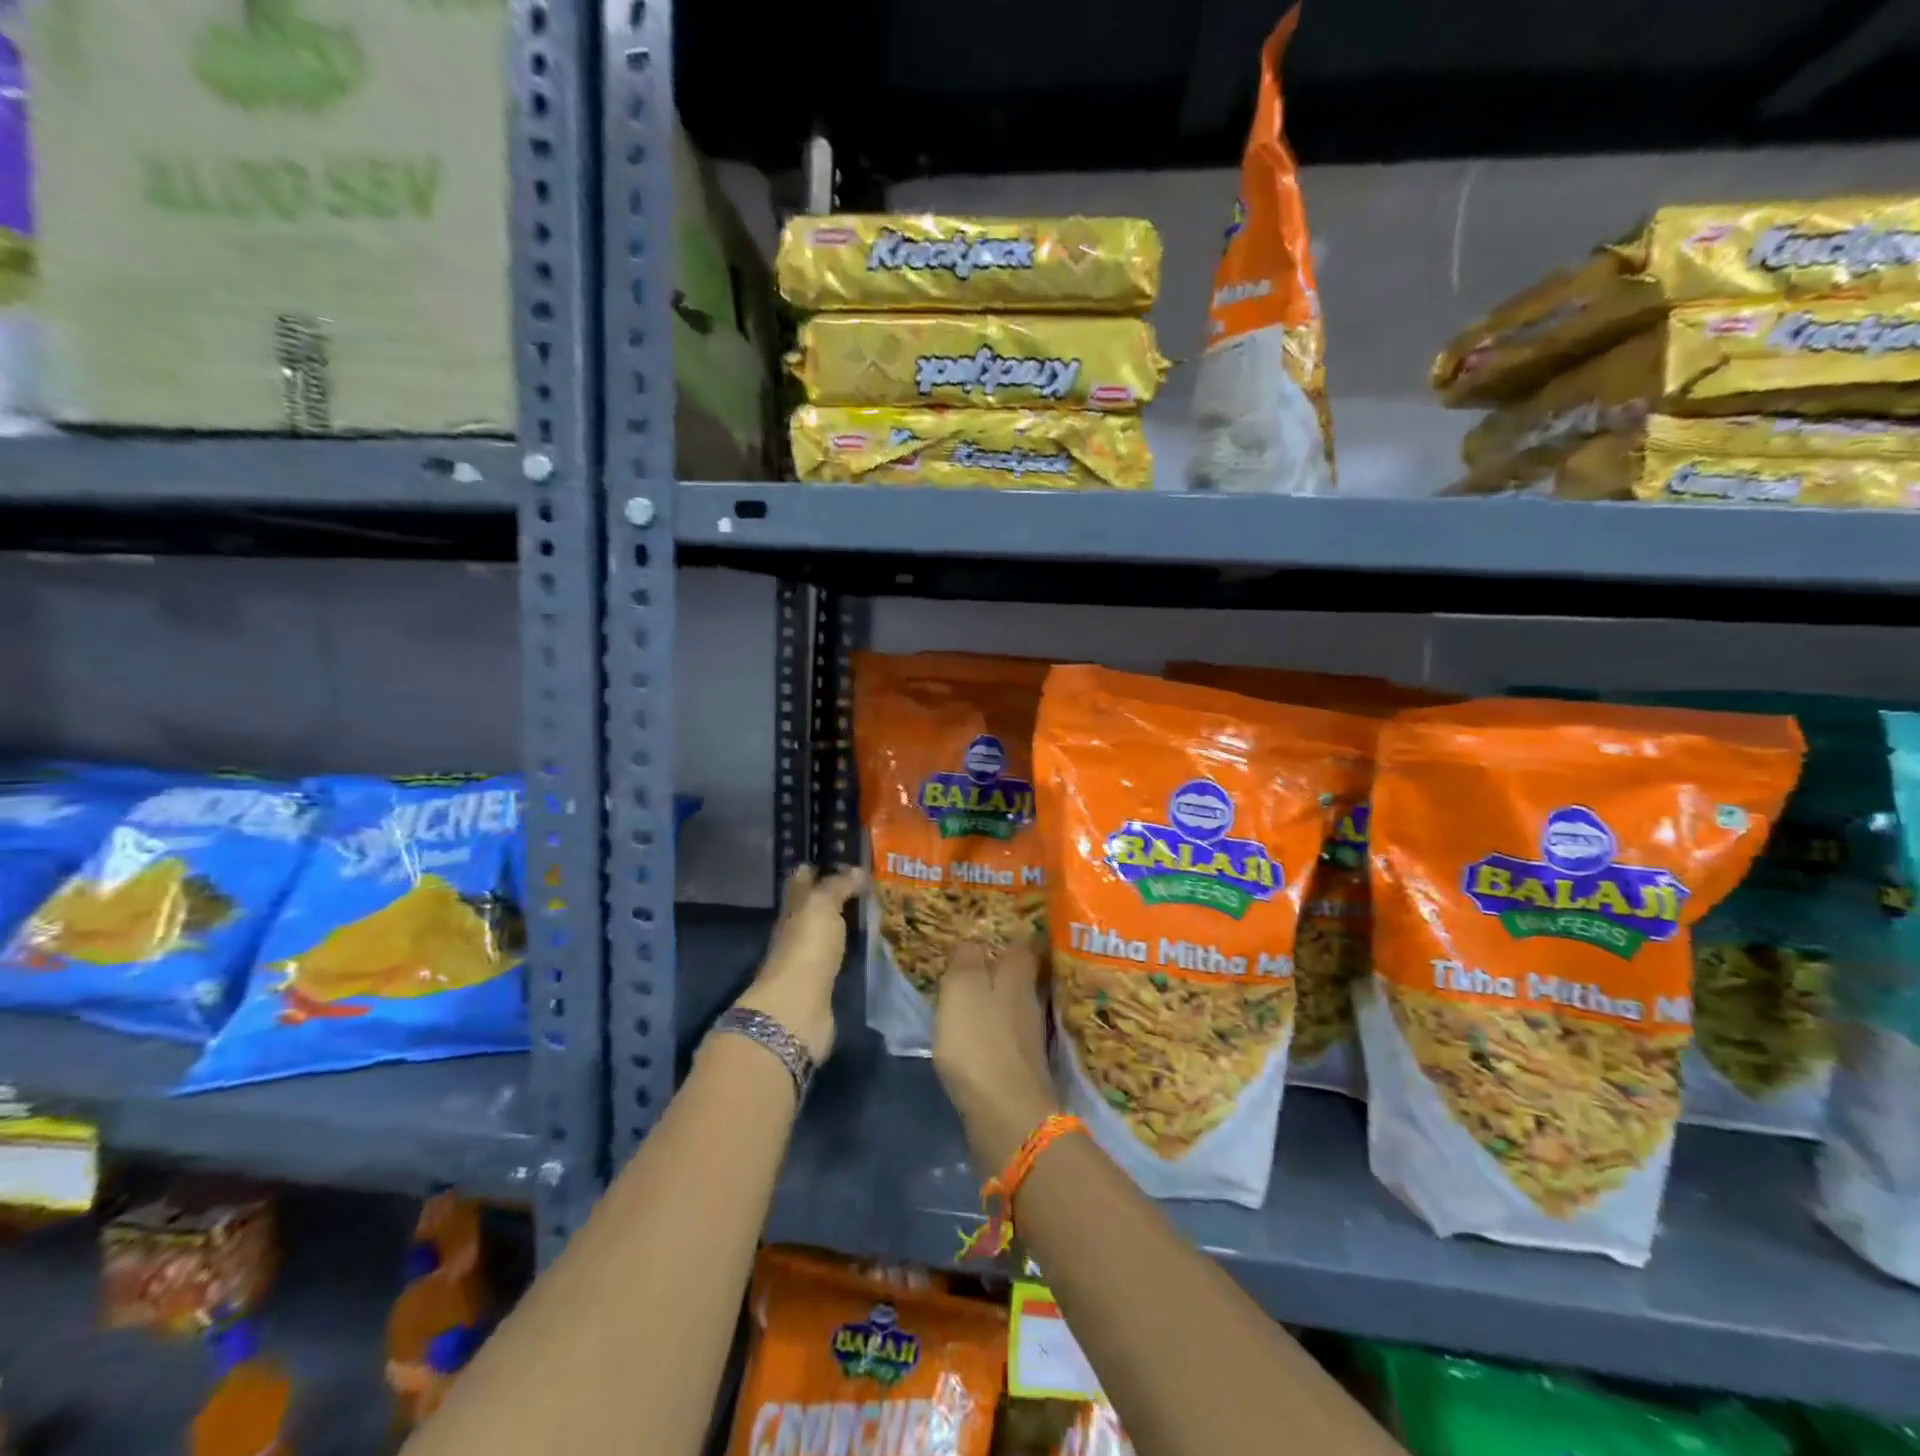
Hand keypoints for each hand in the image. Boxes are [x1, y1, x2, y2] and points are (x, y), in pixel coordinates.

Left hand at [732, 865, 863, 1061]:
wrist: (798, 1008)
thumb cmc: (807, 947)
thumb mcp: (821, 906)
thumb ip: (837, 886)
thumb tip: (856, 869)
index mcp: (794, 907)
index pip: (802, 879)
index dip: (818, 866)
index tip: (843, 857)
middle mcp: (798, 929)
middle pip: (814, 906)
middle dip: (834, 893)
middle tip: (867, 882)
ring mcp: (809, 958)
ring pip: (827, 930)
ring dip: (843, 921)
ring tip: (874, 909)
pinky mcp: (822, 982)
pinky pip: (837, 956)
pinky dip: (849, 947)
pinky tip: (868, 943)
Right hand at [933, 938, 1059, 1173]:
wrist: (1007, 1115)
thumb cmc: (979, 1042)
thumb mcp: (962, 989)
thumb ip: (966, 960)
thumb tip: (973, 941)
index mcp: (1016, 976)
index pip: (1020, 946)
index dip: (1007, 939)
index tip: (990, 934)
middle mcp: (1029, 1002)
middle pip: (1018, 977)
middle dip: (1001, 971)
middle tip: (974, 965)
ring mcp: (1029, 1038)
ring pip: (1013, 1007)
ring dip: (996, 1003)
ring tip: (970, 1000)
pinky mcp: (1022, 1068)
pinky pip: (1006, 1037)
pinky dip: (993, 1033)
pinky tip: (976, 1037)